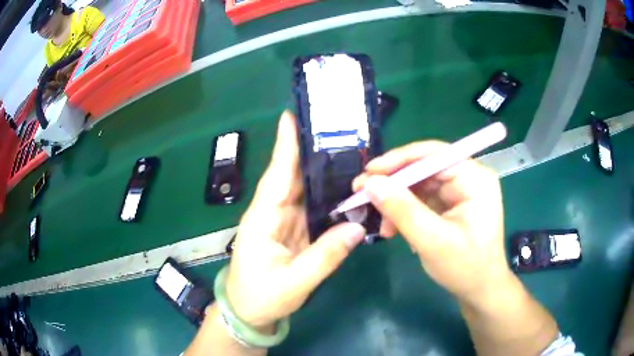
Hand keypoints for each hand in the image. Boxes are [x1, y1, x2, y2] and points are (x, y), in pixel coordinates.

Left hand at [225, 111, 366, 328]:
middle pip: (292, 176)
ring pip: (304, 189)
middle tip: (337, 128)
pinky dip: (327, 195)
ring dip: (322, 170)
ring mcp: (284, 221)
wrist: (249, 312)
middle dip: (311, 150)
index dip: (285, 145)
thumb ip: (324, 257)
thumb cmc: (261, 297)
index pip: (276, 176)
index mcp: (263, 219)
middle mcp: (272, 213)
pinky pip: (312, 207)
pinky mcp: (293, 230)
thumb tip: (357, 228)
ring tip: (348, 150)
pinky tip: (345, 187)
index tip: (292, 116)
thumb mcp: (293, 283)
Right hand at [353, 141, 510, 302]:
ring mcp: (460, 190)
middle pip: (424, 168)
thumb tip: (370, 183)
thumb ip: (402, 210)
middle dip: (394, 184)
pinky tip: (393, 228)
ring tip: (381, 225)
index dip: (399, 160)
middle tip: (362, 194)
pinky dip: (405, 212)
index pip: (433, 154)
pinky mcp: (452, 204)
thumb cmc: (465, 268)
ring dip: (397, 202)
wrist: (479, 290)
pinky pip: (422, 199)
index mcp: (475, 178)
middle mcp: (469, 177)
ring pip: (420, 184)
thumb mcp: (432, 241)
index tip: (369, 172)